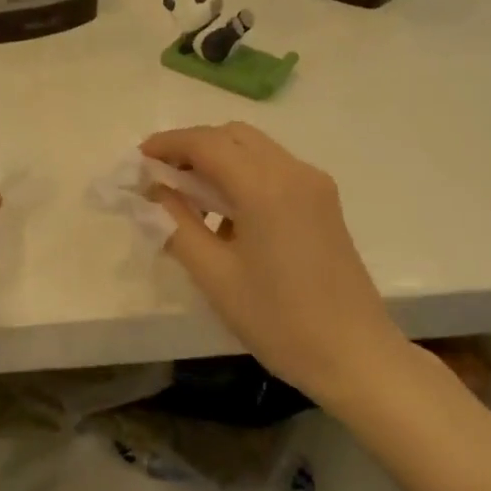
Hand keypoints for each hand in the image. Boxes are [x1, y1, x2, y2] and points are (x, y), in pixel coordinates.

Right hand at [141, 123, 412, 411]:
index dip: (167, 145)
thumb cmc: (277, 319)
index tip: (137, 160)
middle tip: (160, 177)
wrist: (353, 354)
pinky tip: (225, 215)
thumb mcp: (214, 275)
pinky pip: (274, 171)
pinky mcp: (323, 203)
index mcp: (265, 187)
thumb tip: (152, 192)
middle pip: (233, 136)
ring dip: (218, 160)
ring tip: (187, 198)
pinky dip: (242, 176)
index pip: (206, 143)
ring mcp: (314, 186)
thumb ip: (176, 224)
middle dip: (192, 147)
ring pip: (255, 150)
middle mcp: (294, 172)